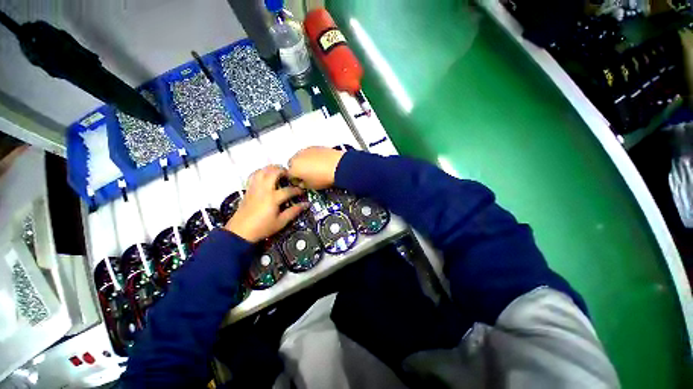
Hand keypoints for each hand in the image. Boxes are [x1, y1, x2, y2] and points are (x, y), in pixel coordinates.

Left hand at [225, 165, 306, 242]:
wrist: (240, 232)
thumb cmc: (262, 228)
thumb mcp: (281, 222)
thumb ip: (294, 211)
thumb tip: (306, 204)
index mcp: (273, 198)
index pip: (289, 190)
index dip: (297, 190)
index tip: (302, 192)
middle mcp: (263, 189)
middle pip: (274, 172)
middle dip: (284, 171)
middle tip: (290, 175)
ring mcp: (254, 188)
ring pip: (262, 171)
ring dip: (272, 169)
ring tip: (278, 172)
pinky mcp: (248, 189)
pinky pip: (253, 175)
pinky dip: (261, 172)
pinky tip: (265, 175)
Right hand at [288, 146, 345, 188]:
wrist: (339, 166)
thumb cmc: (325, 176)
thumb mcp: (311, 186)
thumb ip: (303, 184)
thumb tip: (302, 183)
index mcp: (293, 168)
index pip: (289, 175)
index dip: (295, 180)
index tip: (300, 183)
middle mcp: (297, 156)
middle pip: (293, 164)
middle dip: (298, 170)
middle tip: (306, 176)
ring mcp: (307, 150)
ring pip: (301, 157)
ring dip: (305, 163)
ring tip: (315, 170)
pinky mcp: (316, 146)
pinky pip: (310, 153)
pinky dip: (312, 158)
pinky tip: (320, 164)